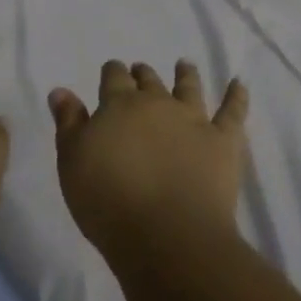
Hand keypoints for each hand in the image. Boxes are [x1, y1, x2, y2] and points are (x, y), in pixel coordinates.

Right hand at [48, 60, 248, 262]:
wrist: (167, 236)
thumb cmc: (108, 201)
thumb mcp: (72, 162)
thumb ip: (68, 123)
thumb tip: (61, 90)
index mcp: (120, 105)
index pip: (114, 78)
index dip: (113, 73)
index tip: (112, 72)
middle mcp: (158, 103)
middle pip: (150, 81)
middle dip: (143, 74)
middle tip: (141, 71)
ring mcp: (194, 120)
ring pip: (189, 87)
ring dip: (186, 75)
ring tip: (184, 65)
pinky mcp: (223, 142)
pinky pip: (233, 113)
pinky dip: (236, 96)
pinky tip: (239, 84)